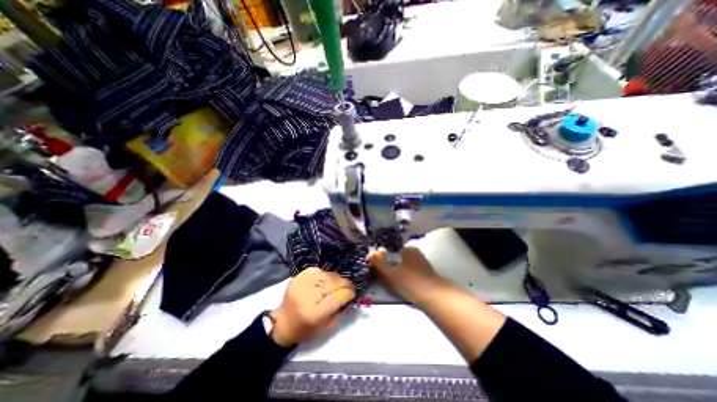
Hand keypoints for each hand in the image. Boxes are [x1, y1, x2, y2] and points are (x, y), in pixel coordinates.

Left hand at [271, 268, 354, 346]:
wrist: (282, 323)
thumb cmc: (305, 329)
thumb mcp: (325, 327)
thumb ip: (339, 312)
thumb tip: (350, 296)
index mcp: (313, 315)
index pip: (336, 298)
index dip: (348, 293)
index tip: (354, 293)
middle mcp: (306, 297)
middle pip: (332, 283)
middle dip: (345, 283)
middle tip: (350, 285)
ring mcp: (301, 284)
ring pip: (326, 275)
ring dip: (336, 278)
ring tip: (340, 282)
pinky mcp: (298, 277)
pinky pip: (317, 270)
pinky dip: (325, 274)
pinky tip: (327, 278)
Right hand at [370, 247, 445, 305]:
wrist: (435, 297)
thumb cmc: (410, 282)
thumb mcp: (391, 273)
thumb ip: (379, 262)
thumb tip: (371, 253)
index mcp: (408, 249)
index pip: (391, 251)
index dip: (383, 260)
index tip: (379, 271)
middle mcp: (416, 253)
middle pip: (398, 259)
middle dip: (391, 268)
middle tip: (386, 280)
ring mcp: (422, 263)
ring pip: (405, 267)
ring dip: (398, 274)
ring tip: (395, 286)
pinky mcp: (427, 274)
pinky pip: (412, 273)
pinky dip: (407, 278)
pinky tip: (406, 287)